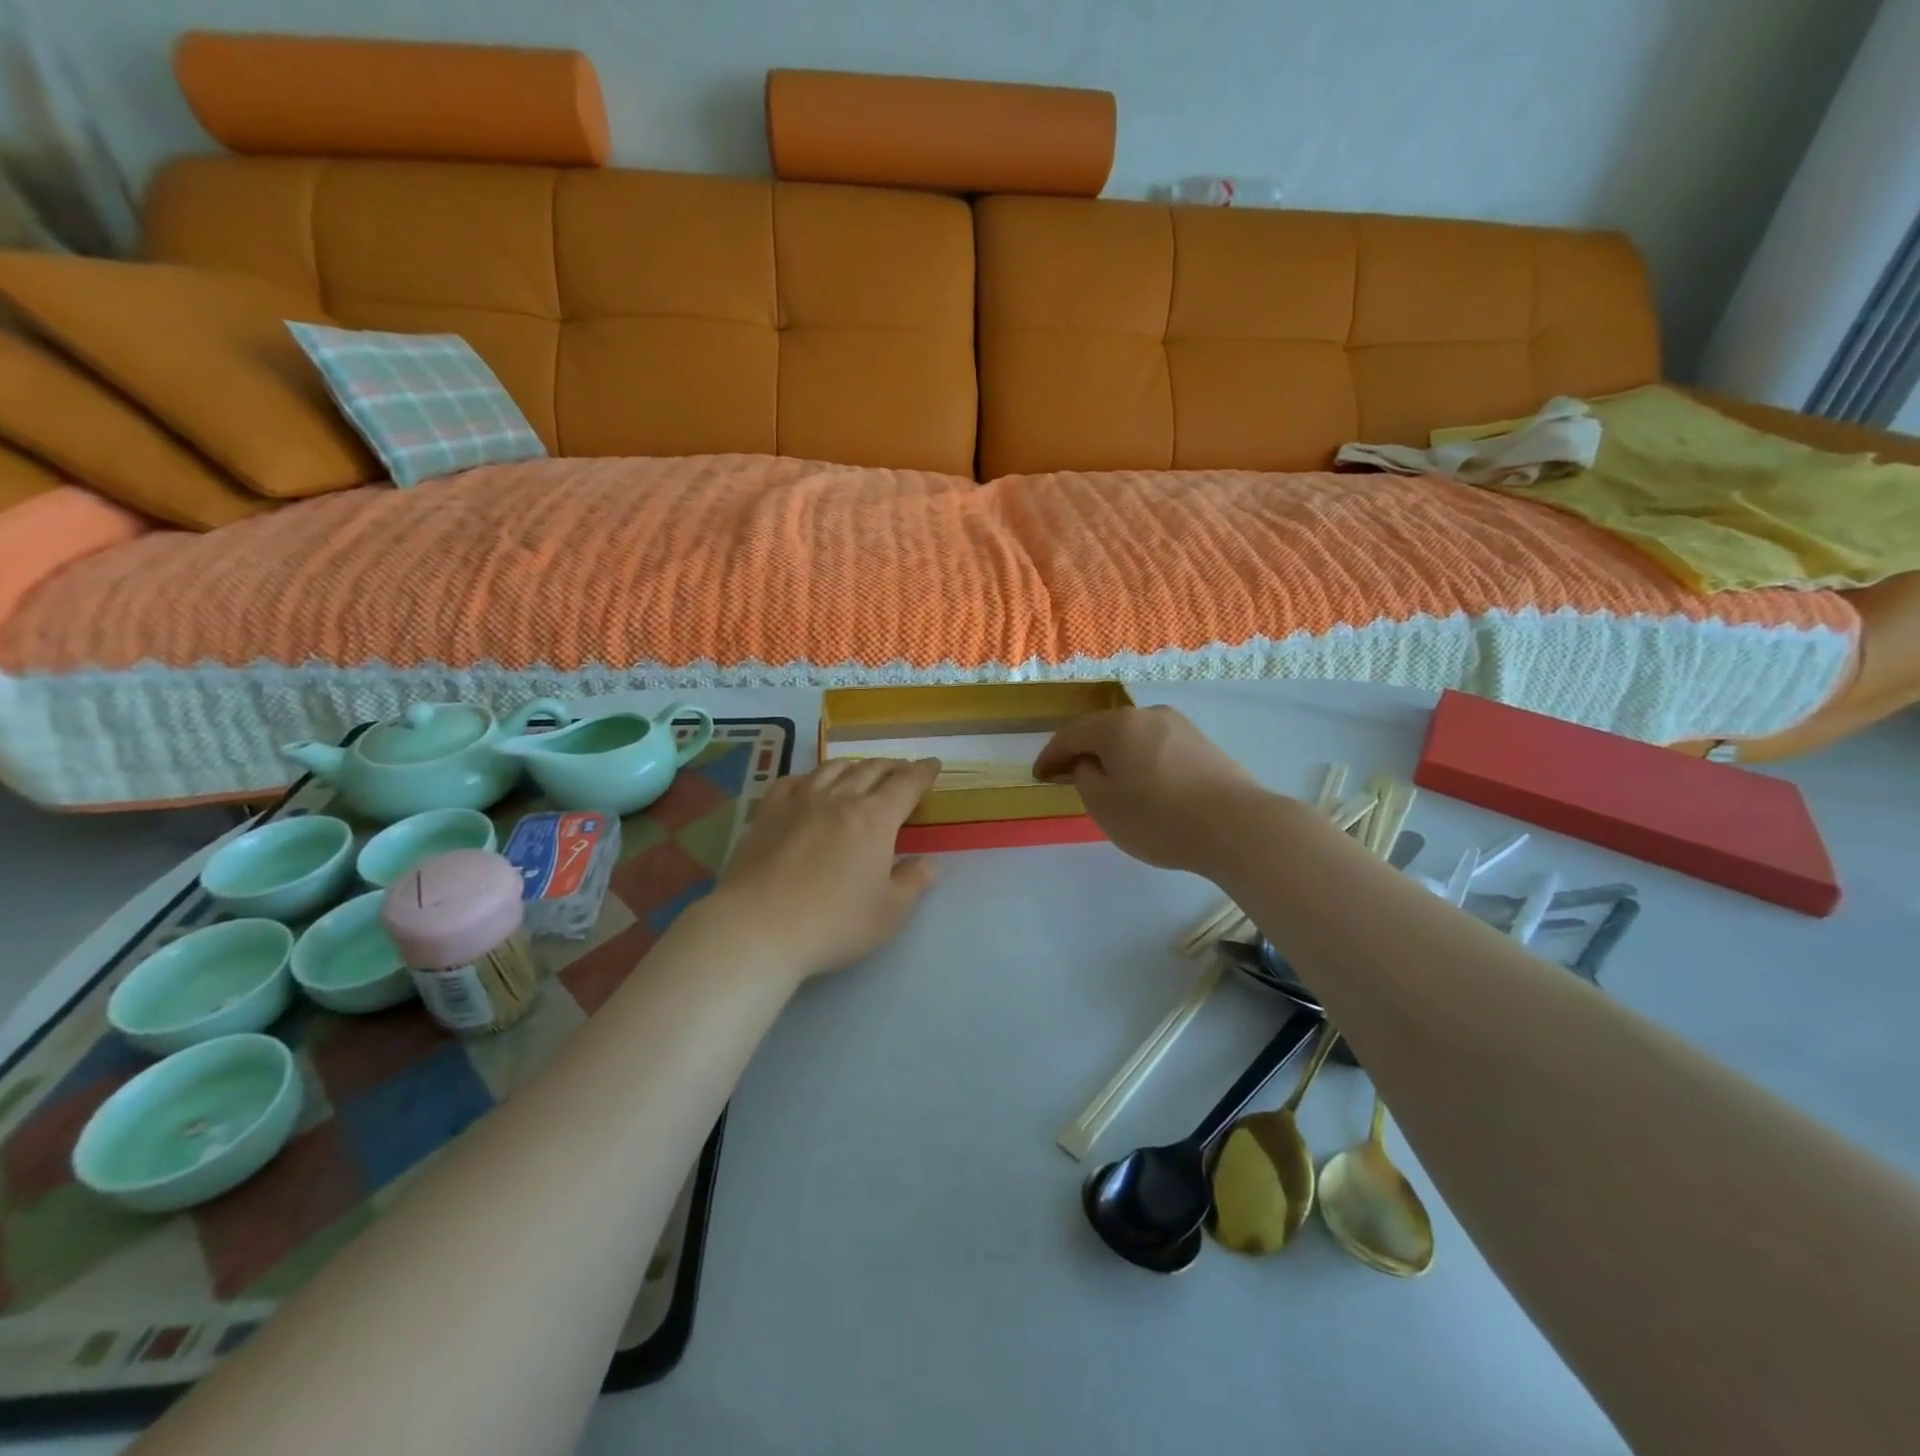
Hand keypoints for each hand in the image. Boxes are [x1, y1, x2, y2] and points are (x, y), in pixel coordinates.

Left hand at [710, 758, 941, 981]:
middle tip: (902, 770)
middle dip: (892, 766)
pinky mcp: (767, 813)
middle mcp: (839, 799)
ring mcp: (799, 802)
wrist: (758, 927)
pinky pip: (792, 781)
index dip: (922, 772)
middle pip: (870, 770)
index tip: (933, 765)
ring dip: (854, 765)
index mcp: (875, 818)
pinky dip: (810, 776)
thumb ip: (913, 883)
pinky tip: (810, 784)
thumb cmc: (834, 923)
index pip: (906, 784)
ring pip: (832, 769)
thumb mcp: (890, 913)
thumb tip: (928, 864)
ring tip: (861, 770)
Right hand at [1033, 707, 1266, 876]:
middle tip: (1069, 777)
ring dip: (1115, 758)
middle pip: (1105, 731)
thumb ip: (1085, 778)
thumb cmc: (1158, 817)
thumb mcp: (1104, 804)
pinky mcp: (1205, 746)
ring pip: (1134, 739)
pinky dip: (1142, 764)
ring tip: (1108, 784)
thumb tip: (1090, 764)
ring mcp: (1181, 728)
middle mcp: (1149, 715)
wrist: (1237, 826)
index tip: (1038, 775)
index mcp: (1118, 725)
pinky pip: (1159, 750)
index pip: (1072, 734)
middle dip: (1084, 753)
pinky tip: (1145, 787)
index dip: (1051, 755)